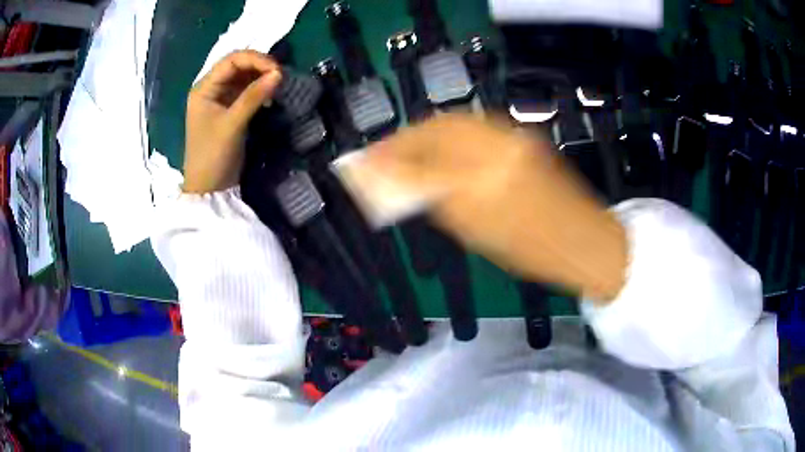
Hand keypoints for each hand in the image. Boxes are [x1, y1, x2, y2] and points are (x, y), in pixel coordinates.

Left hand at [184, 50, 282, 193]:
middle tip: (280, 76)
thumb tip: (279, 73)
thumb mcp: (233, 124)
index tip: (277, 69)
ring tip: (277, 85)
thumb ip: (254, 96)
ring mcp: (219, 99)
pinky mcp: (229, 110)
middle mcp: (210, 89)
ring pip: (243, 77)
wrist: (209, 188)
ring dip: (261, 78)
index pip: (231, 60)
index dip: (255, 59)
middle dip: (259, 66)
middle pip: (237, 66)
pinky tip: (269, 98)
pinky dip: (259, 90)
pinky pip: (246, 91)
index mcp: (203, 88)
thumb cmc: (213, 155)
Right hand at [366, 114, 627, 302]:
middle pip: (437, 128)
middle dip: (403, 138)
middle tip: (380, 154)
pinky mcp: (521, 136)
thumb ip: (434, 201)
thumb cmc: (533, 251)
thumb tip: (398, 182)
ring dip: (424, 132)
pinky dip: (448, 133)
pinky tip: (437, 146)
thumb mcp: (477, 234)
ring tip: (404, 149)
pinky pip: (474, 127)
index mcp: (487, 180)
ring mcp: (513, 137)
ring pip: (455, 122)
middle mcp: (499, 147)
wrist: (583, 241)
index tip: (365, 164)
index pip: (425, 158)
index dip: (389, 158)